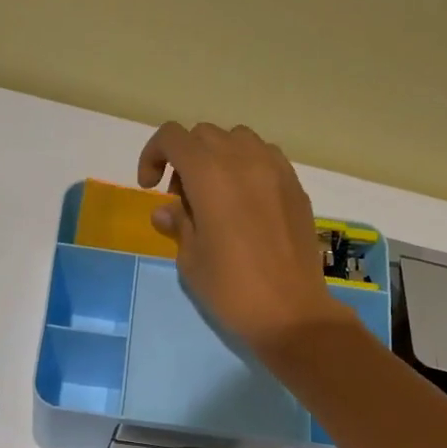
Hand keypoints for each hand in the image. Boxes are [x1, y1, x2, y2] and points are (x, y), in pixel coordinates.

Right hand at [138, 122, 357, 356]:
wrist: (291, 313)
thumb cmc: (231, 289)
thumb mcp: (191, 259)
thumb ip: (179, 224)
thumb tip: (167, 210)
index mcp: (210, 175)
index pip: (173, 137)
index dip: (153, 155)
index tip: (150, 187)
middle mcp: (244, 160)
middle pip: (204, 134)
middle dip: (185, 158)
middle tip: (182, 198)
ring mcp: (276, 170)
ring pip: (238, 139)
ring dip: (218, 157)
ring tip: (215, 195)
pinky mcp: (296, 186)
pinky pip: (266, 157)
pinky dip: (247, 166)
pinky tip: (245, 203)